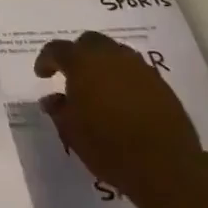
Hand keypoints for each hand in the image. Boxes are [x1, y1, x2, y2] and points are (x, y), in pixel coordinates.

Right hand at [34, 31, 205, 198]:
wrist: (165, 166)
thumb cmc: (108, 147)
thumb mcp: (71, 131)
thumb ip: (58, 109)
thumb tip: (52, 99)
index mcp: (83, 63)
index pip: (57, 49)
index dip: (46, 60)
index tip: (42, 75)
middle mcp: (111, 56)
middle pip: (89, 41)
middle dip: (77, 53)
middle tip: (70, 74)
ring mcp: (139, 68)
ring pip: (115, 52)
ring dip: (102, 63)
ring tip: (97, 86)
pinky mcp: (161, 83)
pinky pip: (135, 70)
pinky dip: (123, 77)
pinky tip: (121, 98)